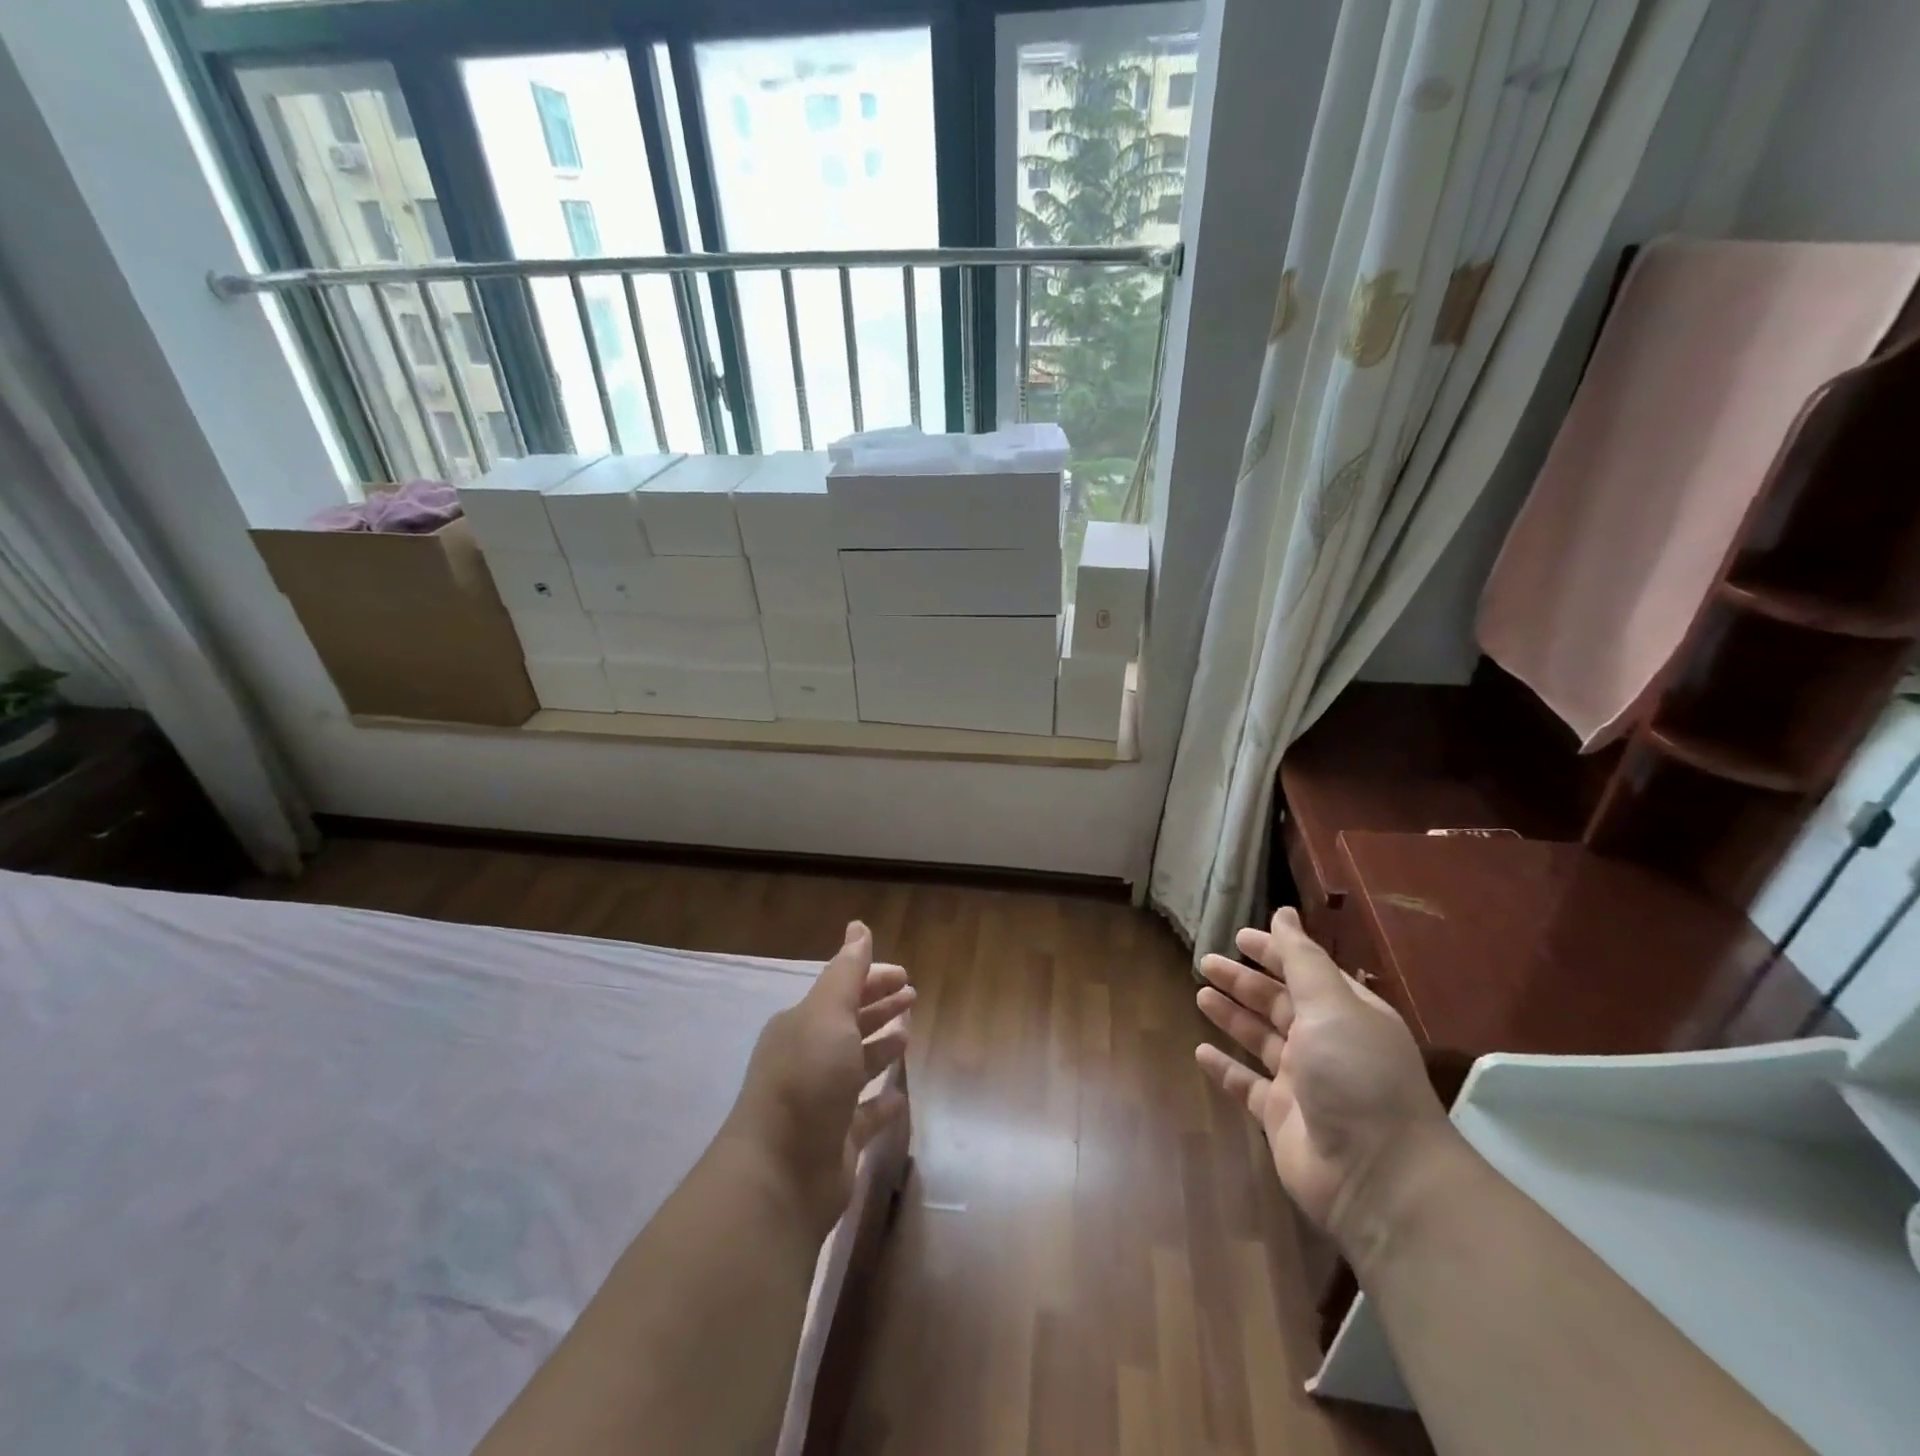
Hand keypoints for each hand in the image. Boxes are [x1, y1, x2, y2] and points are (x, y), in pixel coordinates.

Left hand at [724, 921, 912, 1239]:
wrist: (779, 1173)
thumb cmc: (806, 1080)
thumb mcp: (827, 1014)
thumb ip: (847, 972)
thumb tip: (858, 926)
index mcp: (803, 1024)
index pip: (843, 990)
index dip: (874, 979)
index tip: (906, 975)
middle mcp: (809, 1058)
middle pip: (851, 1024)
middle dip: (879, 1007)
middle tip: (913, 997)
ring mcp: (822, 1101)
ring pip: (857, 1065)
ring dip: (881, 1048)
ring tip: (908, 1035)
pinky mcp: (837, 1140)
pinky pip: (865, 1114)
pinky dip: (882, 1102)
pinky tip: (900, 1095)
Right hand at [1195, 908, 1449, 1242]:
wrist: (1378, 1178)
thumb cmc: (1356, 1076)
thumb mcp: (1331, 1006)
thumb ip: (1302, 959)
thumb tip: (1284, 913)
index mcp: (1346, 1014)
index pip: (1306, 971)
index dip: (1274, 952)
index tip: (1239, 935)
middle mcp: (1326, 1044)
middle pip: (1278, 1003)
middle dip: (1244, 982)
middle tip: (1205, 962)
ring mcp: (1303, 1082)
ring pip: (1260, 1040)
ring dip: (1232, 1017)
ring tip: (1200, 995)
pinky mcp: (1281, 1118)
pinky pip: (1247, 1085)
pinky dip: (1225, 1069)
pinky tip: (1200, 1052)